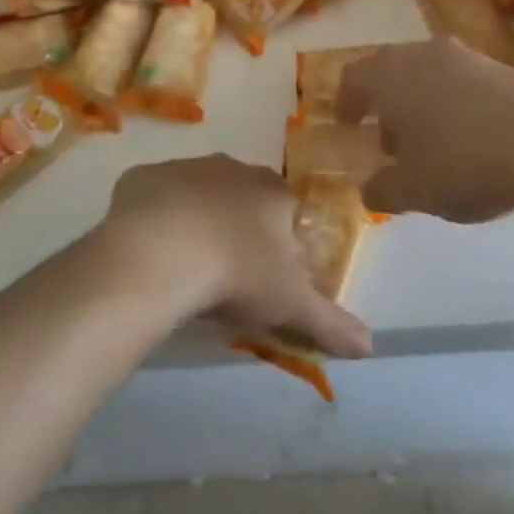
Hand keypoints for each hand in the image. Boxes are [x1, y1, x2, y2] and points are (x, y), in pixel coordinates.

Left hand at [100, 156, 371, 359]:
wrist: (159, 252)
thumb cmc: (235, 272)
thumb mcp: (291, 304)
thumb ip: (332, 323)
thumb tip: (370, 346)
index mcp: (270, 190)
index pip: (287, 208)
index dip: (282, 240)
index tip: (270, 274)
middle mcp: (230, 167)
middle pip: (242, 196)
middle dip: (239, 226)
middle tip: (227, 272)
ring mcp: (183, 167)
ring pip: (197, 192)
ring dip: (196, 219)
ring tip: (186, 264)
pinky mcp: (142, 177)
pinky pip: (154, 195)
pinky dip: (155, 216)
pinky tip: (150, 250)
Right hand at [337, 37, 513, 223]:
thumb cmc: (462, 162)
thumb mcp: (412, 190)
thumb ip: (382, 189)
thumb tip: (369, 190)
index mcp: (389, 74)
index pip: (353, 78)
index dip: (346, 102)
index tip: (347, 124)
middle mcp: (422, 54)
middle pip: (392, 72)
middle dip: (387, 105)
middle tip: (390, 142)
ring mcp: (467, 57)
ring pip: (430, 76)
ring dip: (423, 105)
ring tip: (434, 146)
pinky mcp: (505, 68)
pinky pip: (465, 84)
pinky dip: (457, 106)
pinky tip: (474, 142)